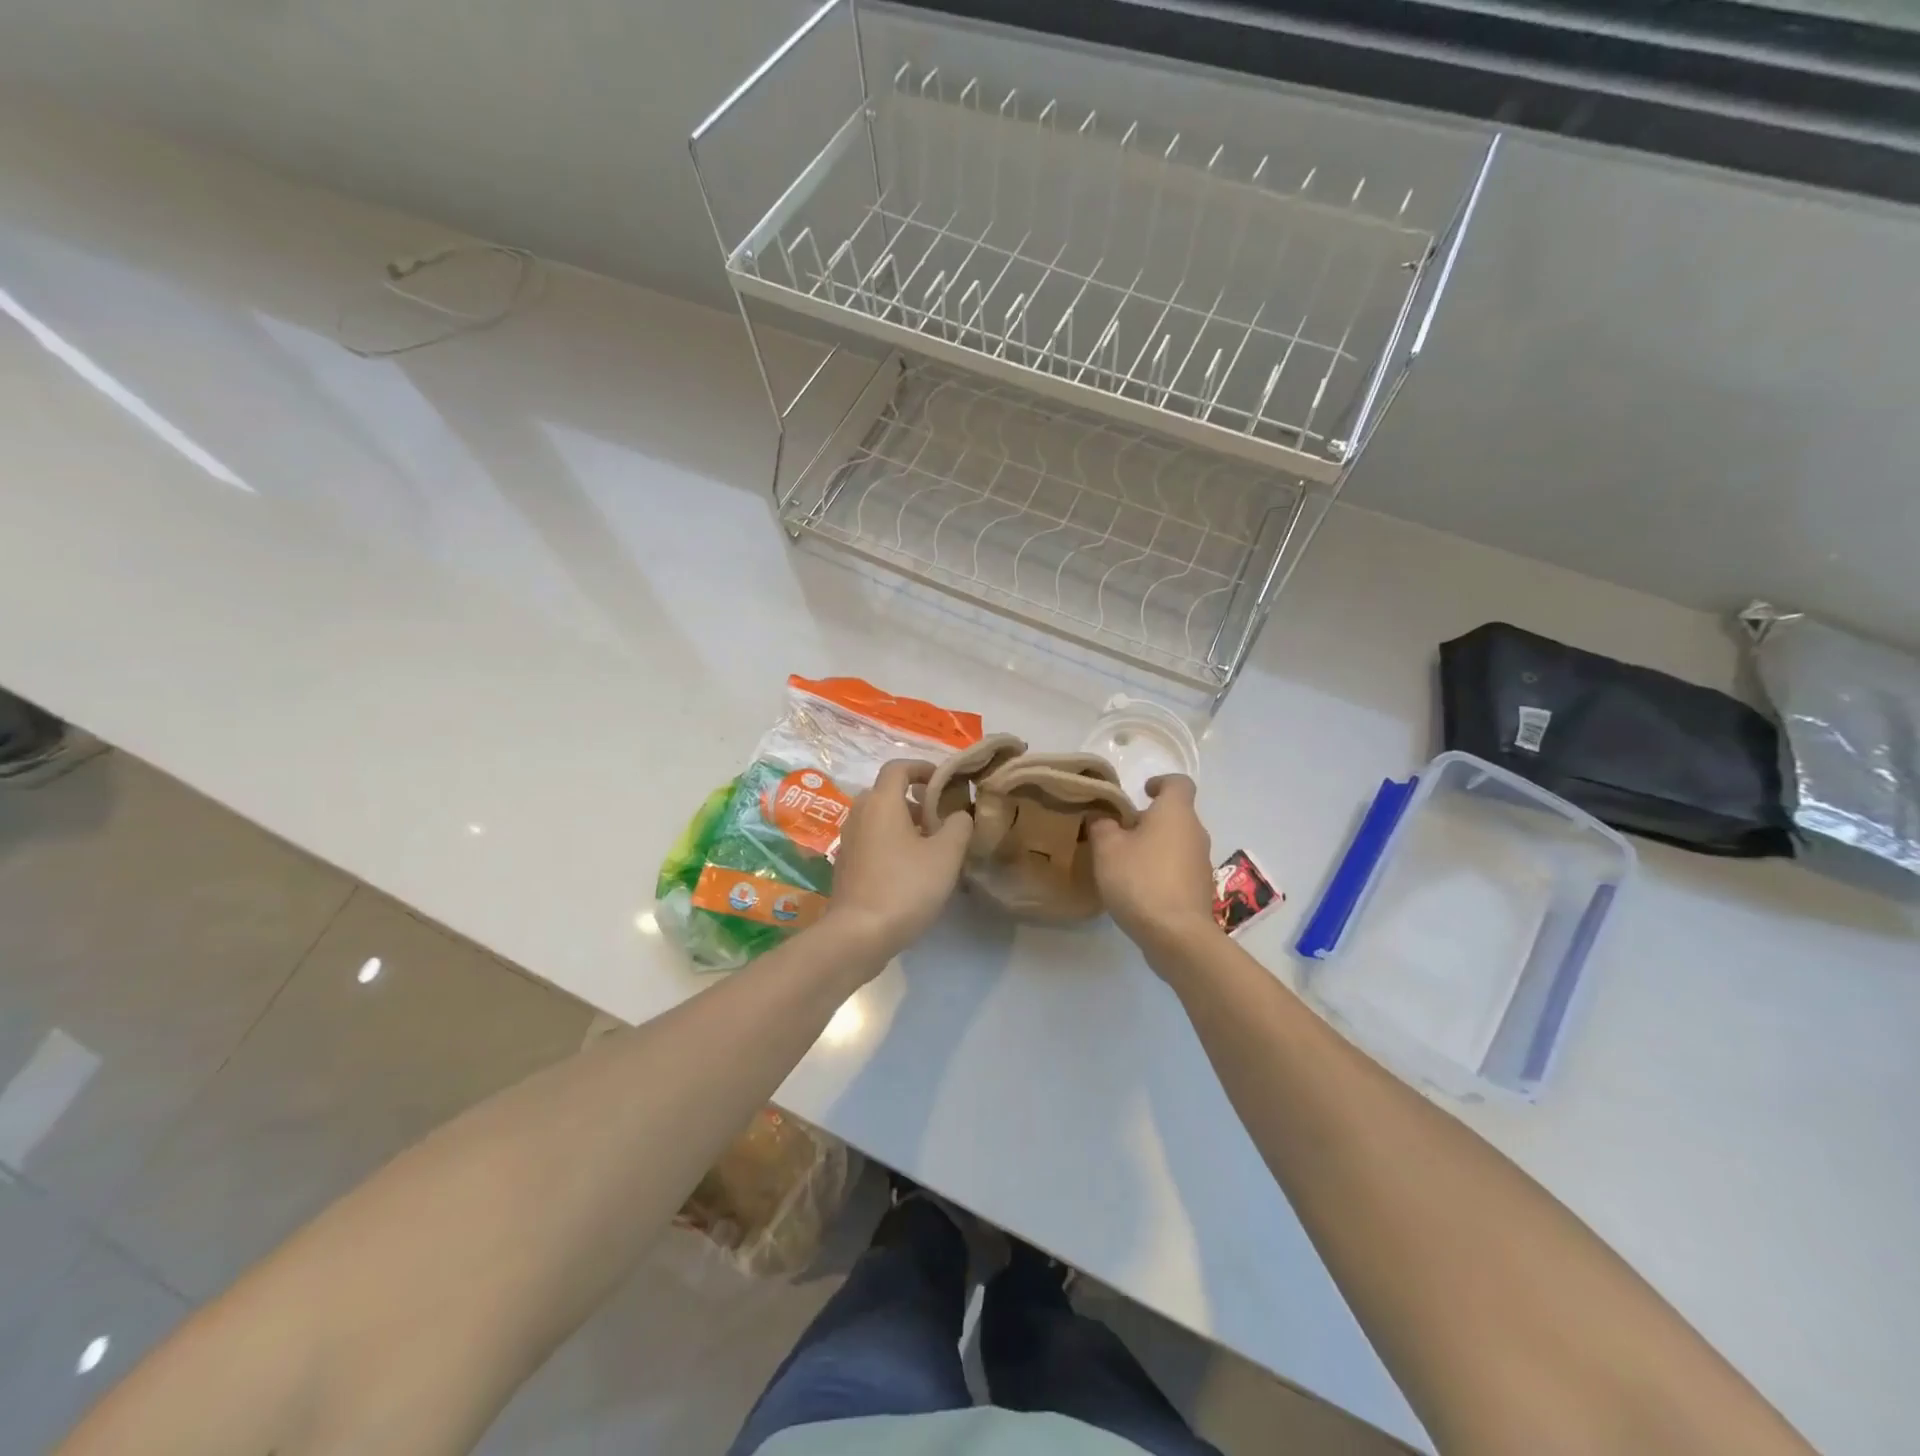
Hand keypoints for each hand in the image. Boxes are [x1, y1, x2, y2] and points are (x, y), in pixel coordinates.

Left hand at [822, 759, 971, 965]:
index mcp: (881, 802)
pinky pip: (872, 840)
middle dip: (916, 799)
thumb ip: (958, 826)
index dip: (923, 768)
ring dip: (905, 823)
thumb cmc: (905, 886)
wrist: (858, 934)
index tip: (944, 781)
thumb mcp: (946, 855)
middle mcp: (860, 814)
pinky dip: (892, 842)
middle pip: (888, 792)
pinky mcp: (846, 865)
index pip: (898, 767)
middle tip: (942, 817)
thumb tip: (959, 814)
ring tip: (932, 845)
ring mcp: (849, 841)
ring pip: (880, 818)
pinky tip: (912, 869)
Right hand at [1088, 774, 1220, 963]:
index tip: (1141, 792)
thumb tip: (1102, 817)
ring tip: (1124, 863)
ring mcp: (1202, 863)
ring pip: (1176, 842)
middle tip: (1119, 833)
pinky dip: (1161, 869)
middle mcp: (1195, 832)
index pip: (1178, 783)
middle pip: (1174, 815)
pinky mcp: (1200, 889)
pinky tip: (1139, 888)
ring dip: (1154, 846)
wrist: (1176, 935)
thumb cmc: (1140, 880)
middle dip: (1148, 820)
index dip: (1160, 782)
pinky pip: (1179, 868)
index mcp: (1175, 813)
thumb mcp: (1107, 848)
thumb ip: (1101, 825)